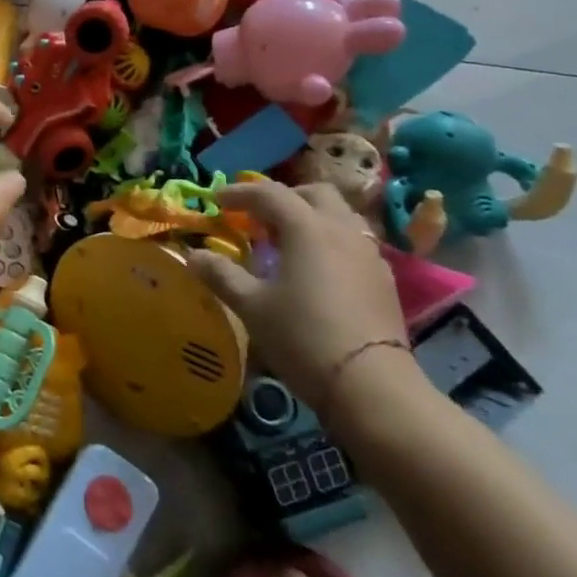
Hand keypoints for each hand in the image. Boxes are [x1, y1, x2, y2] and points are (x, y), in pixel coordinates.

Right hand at [186, 179, 407, 416]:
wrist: (370, 384)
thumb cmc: (302, 336)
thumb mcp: (251, 306)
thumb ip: (221, 275)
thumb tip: (193, 255)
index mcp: (306, 228)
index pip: (270, 194)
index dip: (240, 193)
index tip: (217, 200)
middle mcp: (341, 230)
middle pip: (314, 194)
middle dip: (283, 197)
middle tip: (258, 217)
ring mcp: (369, 253)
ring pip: (340, 215)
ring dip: (310, 217)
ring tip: (286, 241)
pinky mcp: (383, 279)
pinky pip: (353, 241)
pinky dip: (329, 240)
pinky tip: (315, 269)